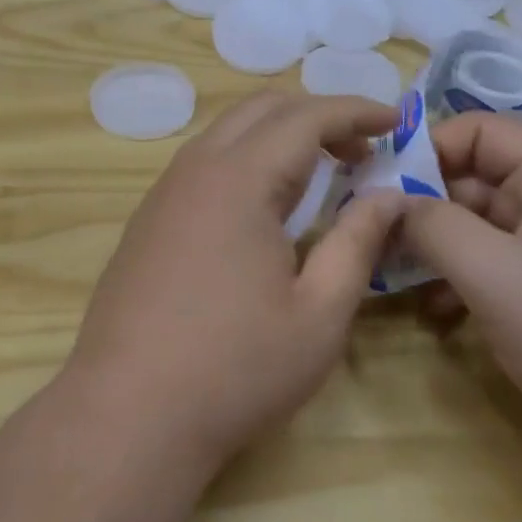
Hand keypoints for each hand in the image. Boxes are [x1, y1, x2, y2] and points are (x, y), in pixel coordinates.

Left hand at [64, 92, 407, 479]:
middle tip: (361, 152)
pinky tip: (265, 208)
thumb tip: (389, 195)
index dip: (355, 110)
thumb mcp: (318, 314)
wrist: (127, 413)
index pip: (305, 116)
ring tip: (321, 175)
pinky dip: (246, 160)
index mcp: (239, 179)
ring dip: (279, 136)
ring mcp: (163, 192)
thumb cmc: (235, 368)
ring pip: (227, 132)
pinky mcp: (147, 219)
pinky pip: (204, 163)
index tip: (394, 120)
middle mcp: (195, 169)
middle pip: (261, 108)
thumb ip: (357, 243)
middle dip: (318, 116)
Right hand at [400, 113, 521, 475]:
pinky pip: (488, 265)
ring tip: (390, 276)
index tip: (379, 183)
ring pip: (473, 225)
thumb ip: (434, 226)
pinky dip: (456, 280)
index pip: (477, 130)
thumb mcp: (495, 274)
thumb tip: (388, 201)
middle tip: (370, 234)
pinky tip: (434, 314)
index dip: (427, 147)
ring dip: (432, 247)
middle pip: (470, 178)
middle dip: (419, 204)